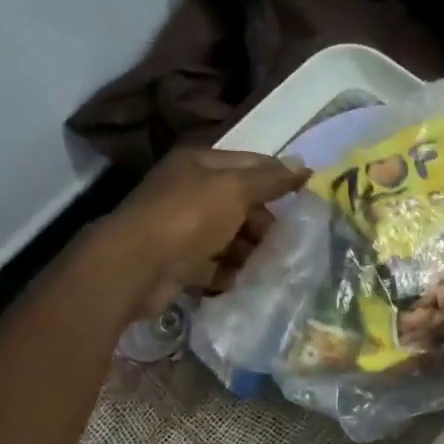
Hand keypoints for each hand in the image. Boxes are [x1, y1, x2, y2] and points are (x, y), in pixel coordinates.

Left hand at [95, 148, 308, 314]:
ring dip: (250, 249)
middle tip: (285, 240)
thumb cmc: (189, 217)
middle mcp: (189, 190)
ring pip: (228, 235)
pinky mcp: (178, 261)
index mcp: (200, 164)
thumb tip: (304, 167)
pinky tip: (243, 280)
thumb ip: (270, 179)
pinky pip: (213, 264)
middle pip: (239, 202)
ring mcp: (181, 227)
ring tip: (270, 264)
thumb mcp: (235, 189)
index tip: (307, 197)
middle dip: (264, 221)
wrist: (137, 266)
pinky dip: (228, 272)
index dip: (279, 177)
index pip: (251, 163)